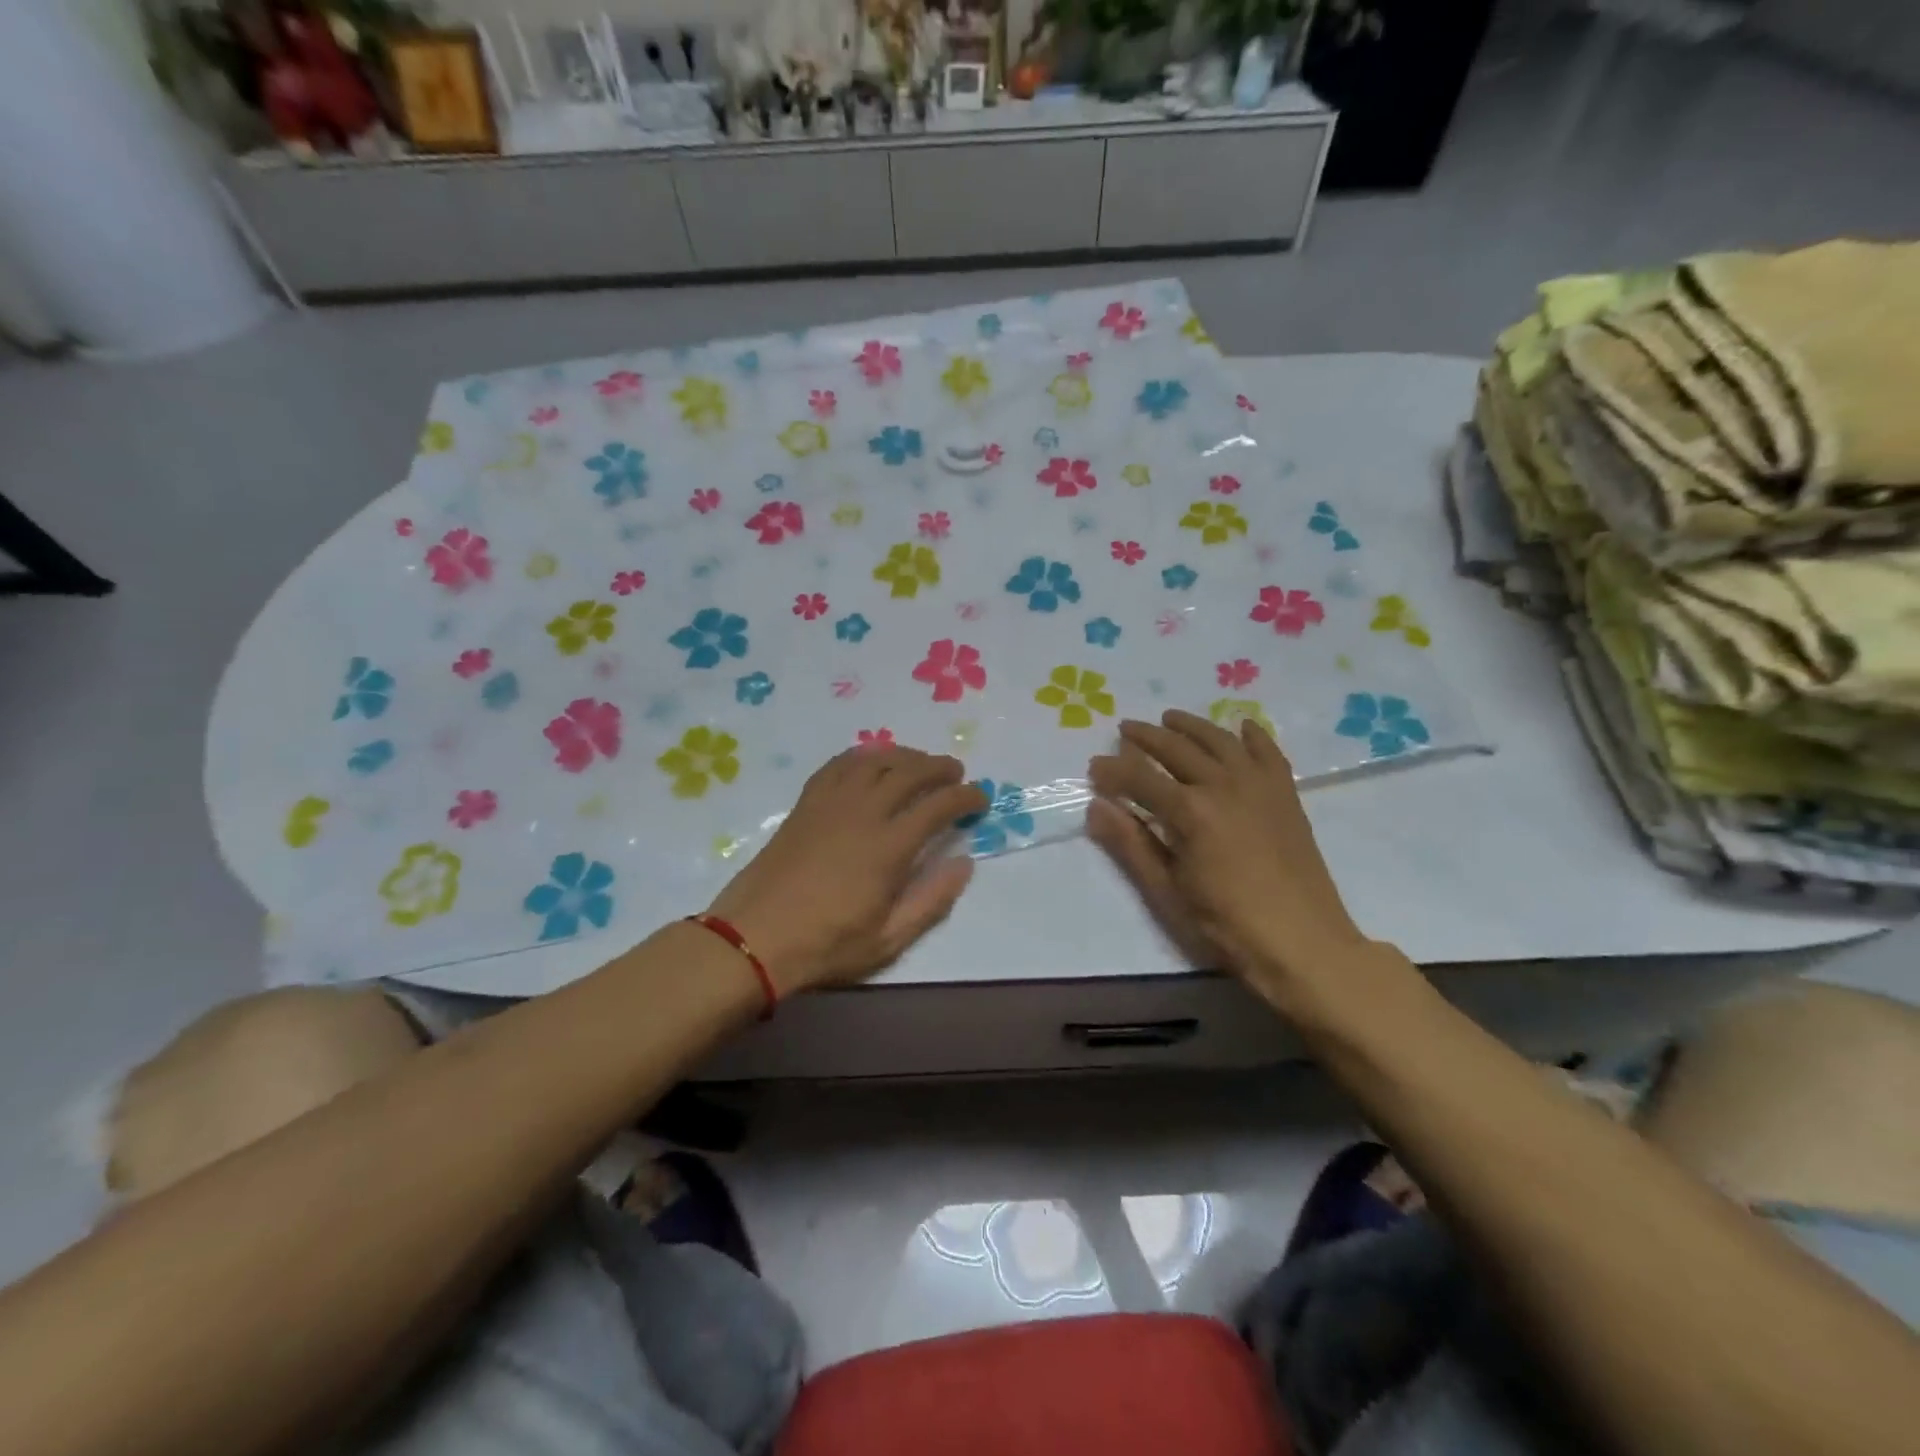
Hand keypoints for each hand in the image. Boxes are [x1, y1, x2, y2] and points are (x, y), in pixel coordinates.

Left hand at [705, 746, 986, 994]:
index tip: (980, 798)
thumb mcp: (889, 940)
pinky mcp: (806, 804)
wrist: (754, 937)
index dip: (966, 796)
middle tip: (955, 773)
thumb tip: (964, 862)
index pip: (939, 805)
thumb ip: (932, 900)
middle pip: (910, 772)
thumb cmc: (826, 944)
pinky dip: (862, 756)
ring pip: (875, 761)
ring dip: (904, 756)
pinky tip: (870, 762)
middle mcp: (863, 812)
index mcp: (889, 846)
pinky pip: (838, 765)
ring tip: (919, 762)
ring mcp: (831, 803)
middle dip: (939, 767)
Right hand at [1087, 710, 1368, 1008]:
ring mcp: (1260, 786)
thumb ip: (1131, 844)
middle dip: (1146, 737)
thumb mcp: (1167, 891)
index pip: (1140, 777)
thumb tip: (1095, 807)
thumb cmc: (1226, 926)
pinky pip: (1268, 752)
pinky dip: (1252, 735)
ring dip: (1191, 725)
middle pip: (1177, 748)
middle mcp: (1224, 785)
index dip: (1113, 769)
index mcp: (1190, 811)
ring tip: (1170, 718)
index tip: (1093, 766)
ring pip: (1219, 740)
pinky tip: (1241, 726)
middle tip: (1125, 729)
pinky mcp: (1286, 795)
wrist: (1304, 944)